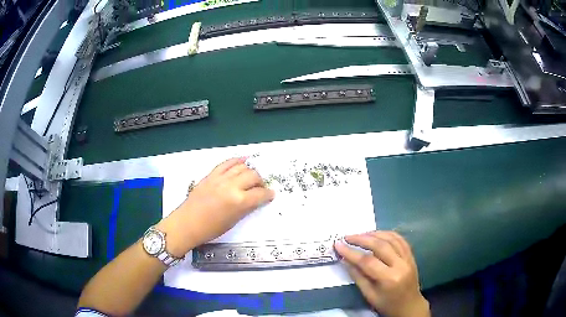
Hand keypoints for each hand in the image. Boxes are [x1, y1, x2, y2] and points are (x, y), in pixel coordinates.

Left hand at [157, 158, 274, 255]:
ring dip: (250, 171)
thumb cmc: (210, 229)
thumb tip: (255, 200)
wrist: (187, 223)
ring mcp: (220, 178)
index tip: (270, 195)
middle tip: (260, 187)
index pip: (260, 194)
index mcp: (239, 202)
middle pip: (253, 176)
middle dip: (260, 181)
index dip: (268, 194)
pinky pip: (226, 163)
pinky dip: (236, 160)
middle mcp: (231, 186)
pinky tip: (242, 161)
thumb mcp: (233, 221)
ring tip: (251, 177)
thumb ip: (245, 208)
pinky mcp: (211, 175)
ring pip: (242, 167)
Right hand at [334, 231, 429, 316]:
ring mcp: (408, 258)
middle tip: (347, 237)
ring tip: (360, 234)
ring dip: (374, 234)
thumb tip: (345, 260)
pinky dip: (388, 234)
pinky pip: (400, 239)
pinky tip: (377, 234)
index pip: (367, 261)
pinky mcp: (411, 255)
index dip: (351, 252)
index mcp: (389, 279)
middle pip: (380, 245)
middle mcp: (401, 265)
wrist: (409, 306)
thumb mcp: (369, 295)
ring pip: (391, 238)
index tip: (338, 245)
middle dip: (361, 239)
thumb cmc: (387, 304)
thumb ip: (358, 276)